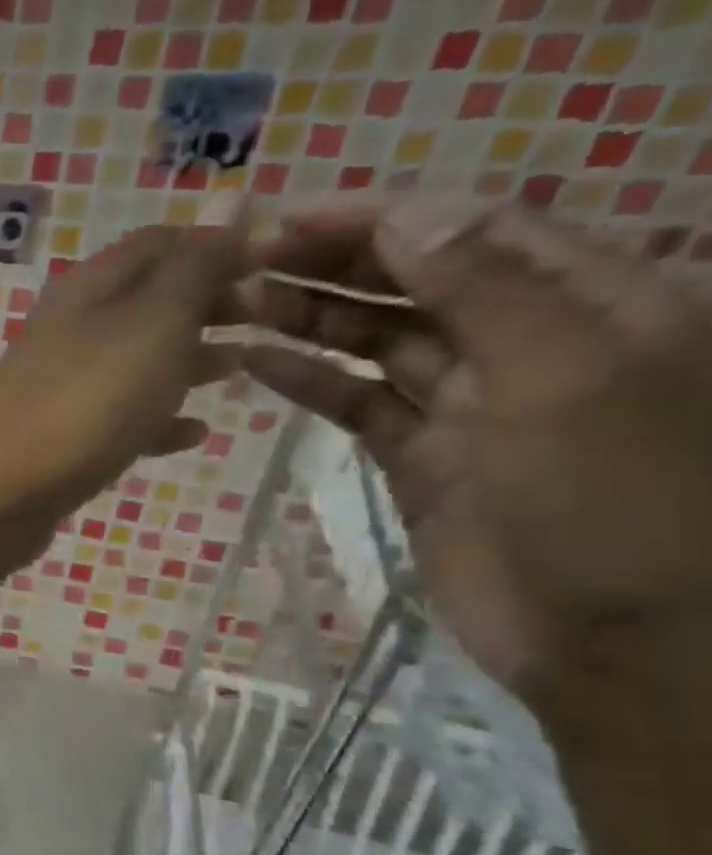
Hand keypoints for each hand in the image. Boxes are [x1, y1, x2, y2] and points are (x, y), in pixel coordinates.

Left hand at [0, 215, 243, 583]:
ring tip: (244, 369)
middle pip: (149, 301)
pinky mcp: (57, 438)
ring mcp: (59, 386)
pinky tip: (193, 434)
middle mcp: (69, 329)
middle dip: (211, 303)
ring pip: (135, 360)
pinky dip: (156, 419)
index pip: (160, 243)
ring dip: (189, 359)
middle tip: (273, 317)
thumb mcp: (153, 324)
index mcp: (88, 288)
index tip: (281, 262)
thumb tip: (232, 195)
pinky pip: (118, 417)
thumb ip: (195, 265)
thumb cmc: (83, 405)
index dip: (220, 243)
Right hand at [242, 195, 711, 739]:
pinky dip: (309, 379)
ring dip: (310, 316)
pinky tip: (256, 362)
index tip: (290, 218)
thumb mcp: (568, 379)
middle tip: (244, 258)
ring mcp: (467, 402)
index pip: (472, 232)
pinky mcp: (419, 455)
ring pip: (377, 338)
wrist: (615, 641)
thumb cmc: (617, 503)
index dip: (380, 218)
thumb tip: (408, 213)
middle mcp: (528, 341)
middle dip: (334, 262)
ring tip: (236, 303)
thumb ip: (487, 290)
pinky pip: (357, 402)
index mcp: (593, 303)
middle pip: (417, 279)